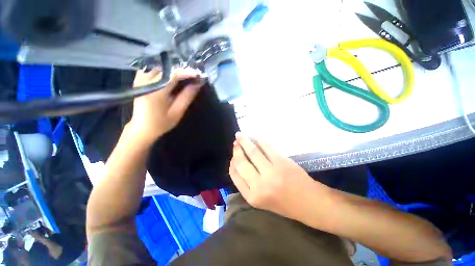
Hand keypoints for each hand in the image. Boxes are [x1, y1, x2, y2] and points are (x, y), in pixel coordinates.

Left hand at [128, 68, 202, 144]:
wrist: (142, 128)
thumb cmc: (161, 123)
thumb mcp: (177, 112)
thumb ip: (186, 97)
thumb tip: (197, 85)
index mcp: (155, 92)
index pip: (172, 75)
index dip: (186, 72)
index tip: (198, 75)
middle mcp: (145, 81)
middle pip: (166, 69)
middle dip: (181, 71)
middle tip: (193, 76)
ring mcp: (140, 79)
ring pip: (160, 67)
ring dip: (173, 70)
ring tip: (184, 76)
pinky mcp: (139, 80)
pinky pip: (153, 69)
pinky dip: (164, 71)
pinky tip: (171, 77)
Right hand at [229, 133, 329, 218]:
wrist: (310, 203)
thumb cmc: (284, 204)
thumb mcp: (260, 200)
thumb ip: (246, 183)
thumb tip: (237, 162)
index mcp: (252, 197)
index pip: (234, 175)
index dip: (232, 162)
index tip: (233, 156)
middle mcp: (259, 185)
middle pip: (241, 162)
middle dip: (236, 149)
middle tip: (236, 141)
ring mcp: (271, 172)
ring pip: (253, 152)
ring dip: (245, 141)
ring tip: (240, 135)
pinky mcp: (282, 162)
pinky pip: (266, 148)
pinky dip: (260, 141)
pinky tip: (256, 139)